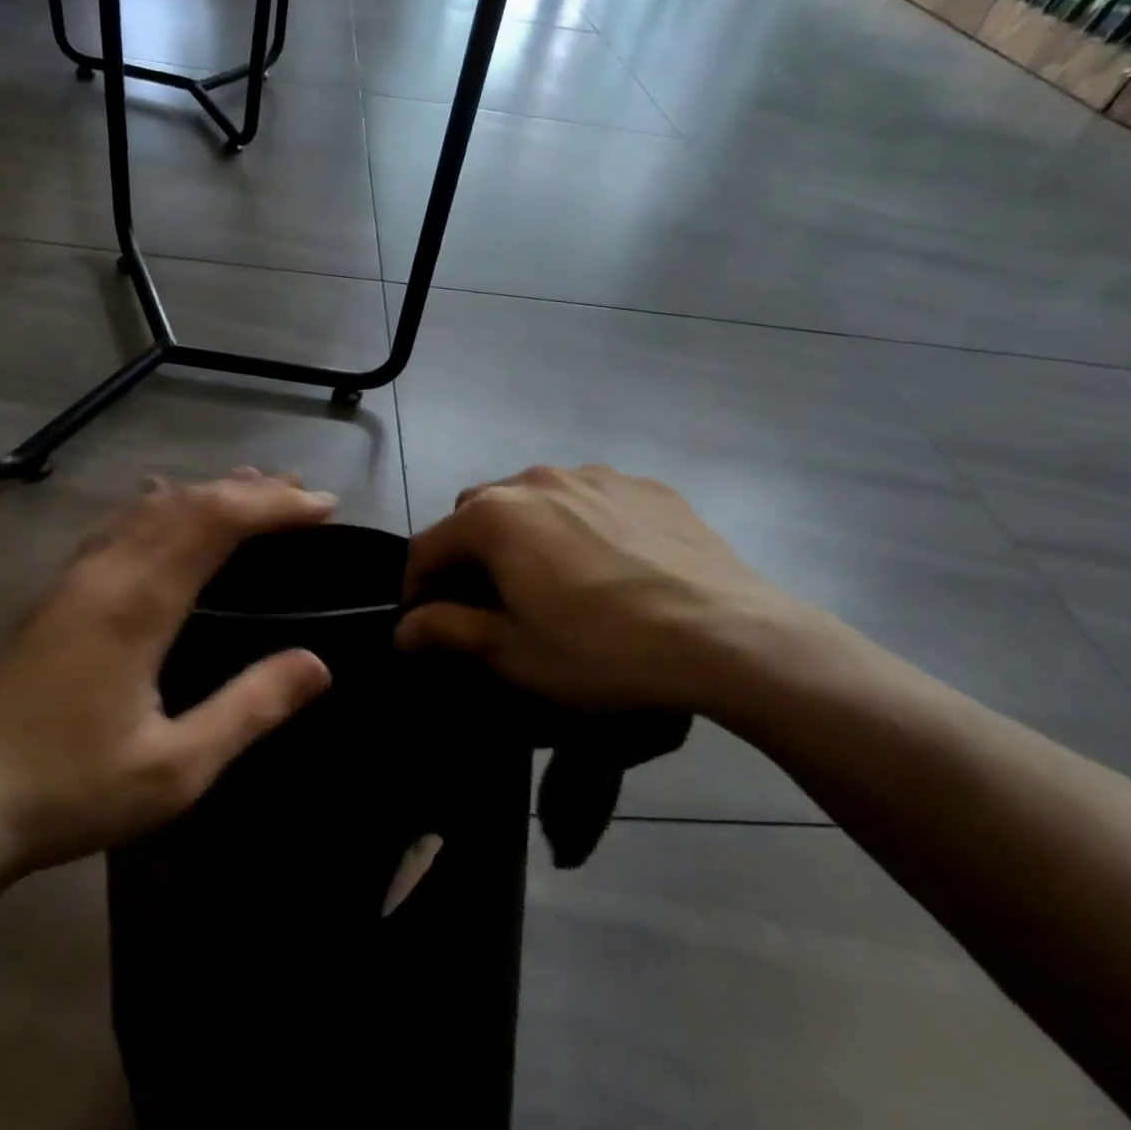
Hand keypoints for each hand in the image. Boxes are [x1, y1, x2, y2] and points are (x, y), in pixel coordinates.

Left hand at [0, 471, 337, 886]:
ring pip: (150, 508)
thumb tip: (318, 664)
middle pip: (187, 502)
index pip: (216, 521)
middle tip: (301, 493)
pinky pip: (119, 525)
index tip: (323, 506)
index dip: (274, 505)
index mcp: (137, 603)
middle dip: (250, 490)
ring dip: (207, 492)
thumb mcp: (177, 768)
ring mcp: (75, 578)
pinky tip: (162, 502)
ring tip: (252, 486)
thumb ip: (250, 708)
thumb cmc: (70, 791)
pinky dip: (160, 505)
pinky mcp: (57, 594)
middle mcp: (106, 572)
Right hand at [396, 464, 803, 714]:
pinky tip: (610, 566)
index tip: (424, 622)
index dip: (417, 586)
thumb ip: (448, 631)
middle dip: (469, 553)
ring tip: (554, 580)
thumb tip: (402, 628)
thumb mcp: (515, 654)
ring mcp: (595, 475)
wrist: (728, 636)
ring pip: (534, 498)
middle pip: (478, 512)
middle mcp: (536, 479)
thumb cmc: (603, 650)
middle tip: (491, 600)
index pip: (429, 545)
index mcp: (495, 516)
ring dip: (524, 533)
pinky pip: (590, 499)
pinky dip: (579, 525)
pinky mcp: (645, 485)